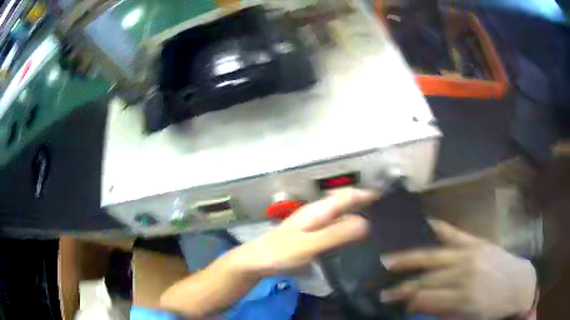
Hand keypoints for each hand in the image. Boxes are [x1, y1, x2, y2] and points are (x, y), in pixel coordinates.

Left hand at [234, 188, 378, 274]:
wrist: (256, 261)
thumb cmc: (281, 253)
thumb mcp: (309, 245)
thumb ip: (335, 235)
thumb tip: (366, 223)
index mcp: (317, 211)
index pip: (345, 197)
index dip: (364, 194)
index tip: (385, 197)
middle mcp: (315, 213)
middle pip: (342, 202)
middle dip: (362, 201)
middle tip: (383, 210)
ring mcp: (311, 223)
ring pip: (338, 212)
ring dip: (354, 212)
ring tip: (373, 221)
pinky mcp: (308, 234)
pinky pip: (332, 224)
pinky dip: (345, 224)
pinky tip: (350, 236)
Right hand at [380, 220, 537, 319]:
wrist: (519, 286)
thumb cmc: (493, 310)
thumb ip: (442, 314)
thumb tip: (419, 306)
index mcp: (462, 297)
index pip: (425, 298)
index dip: (407, 301)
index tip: (394, 303)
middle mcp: (464, 272)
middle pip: (427, 278)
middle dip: (403, 286)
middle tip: (384, 289)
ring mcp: (472, 253)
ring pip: (435, 256)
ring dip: (410, 259)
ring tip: (391, 260)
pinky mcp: (479, 242)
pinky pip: (456, 233)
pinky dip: (441, 228)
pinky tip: (426, 223)